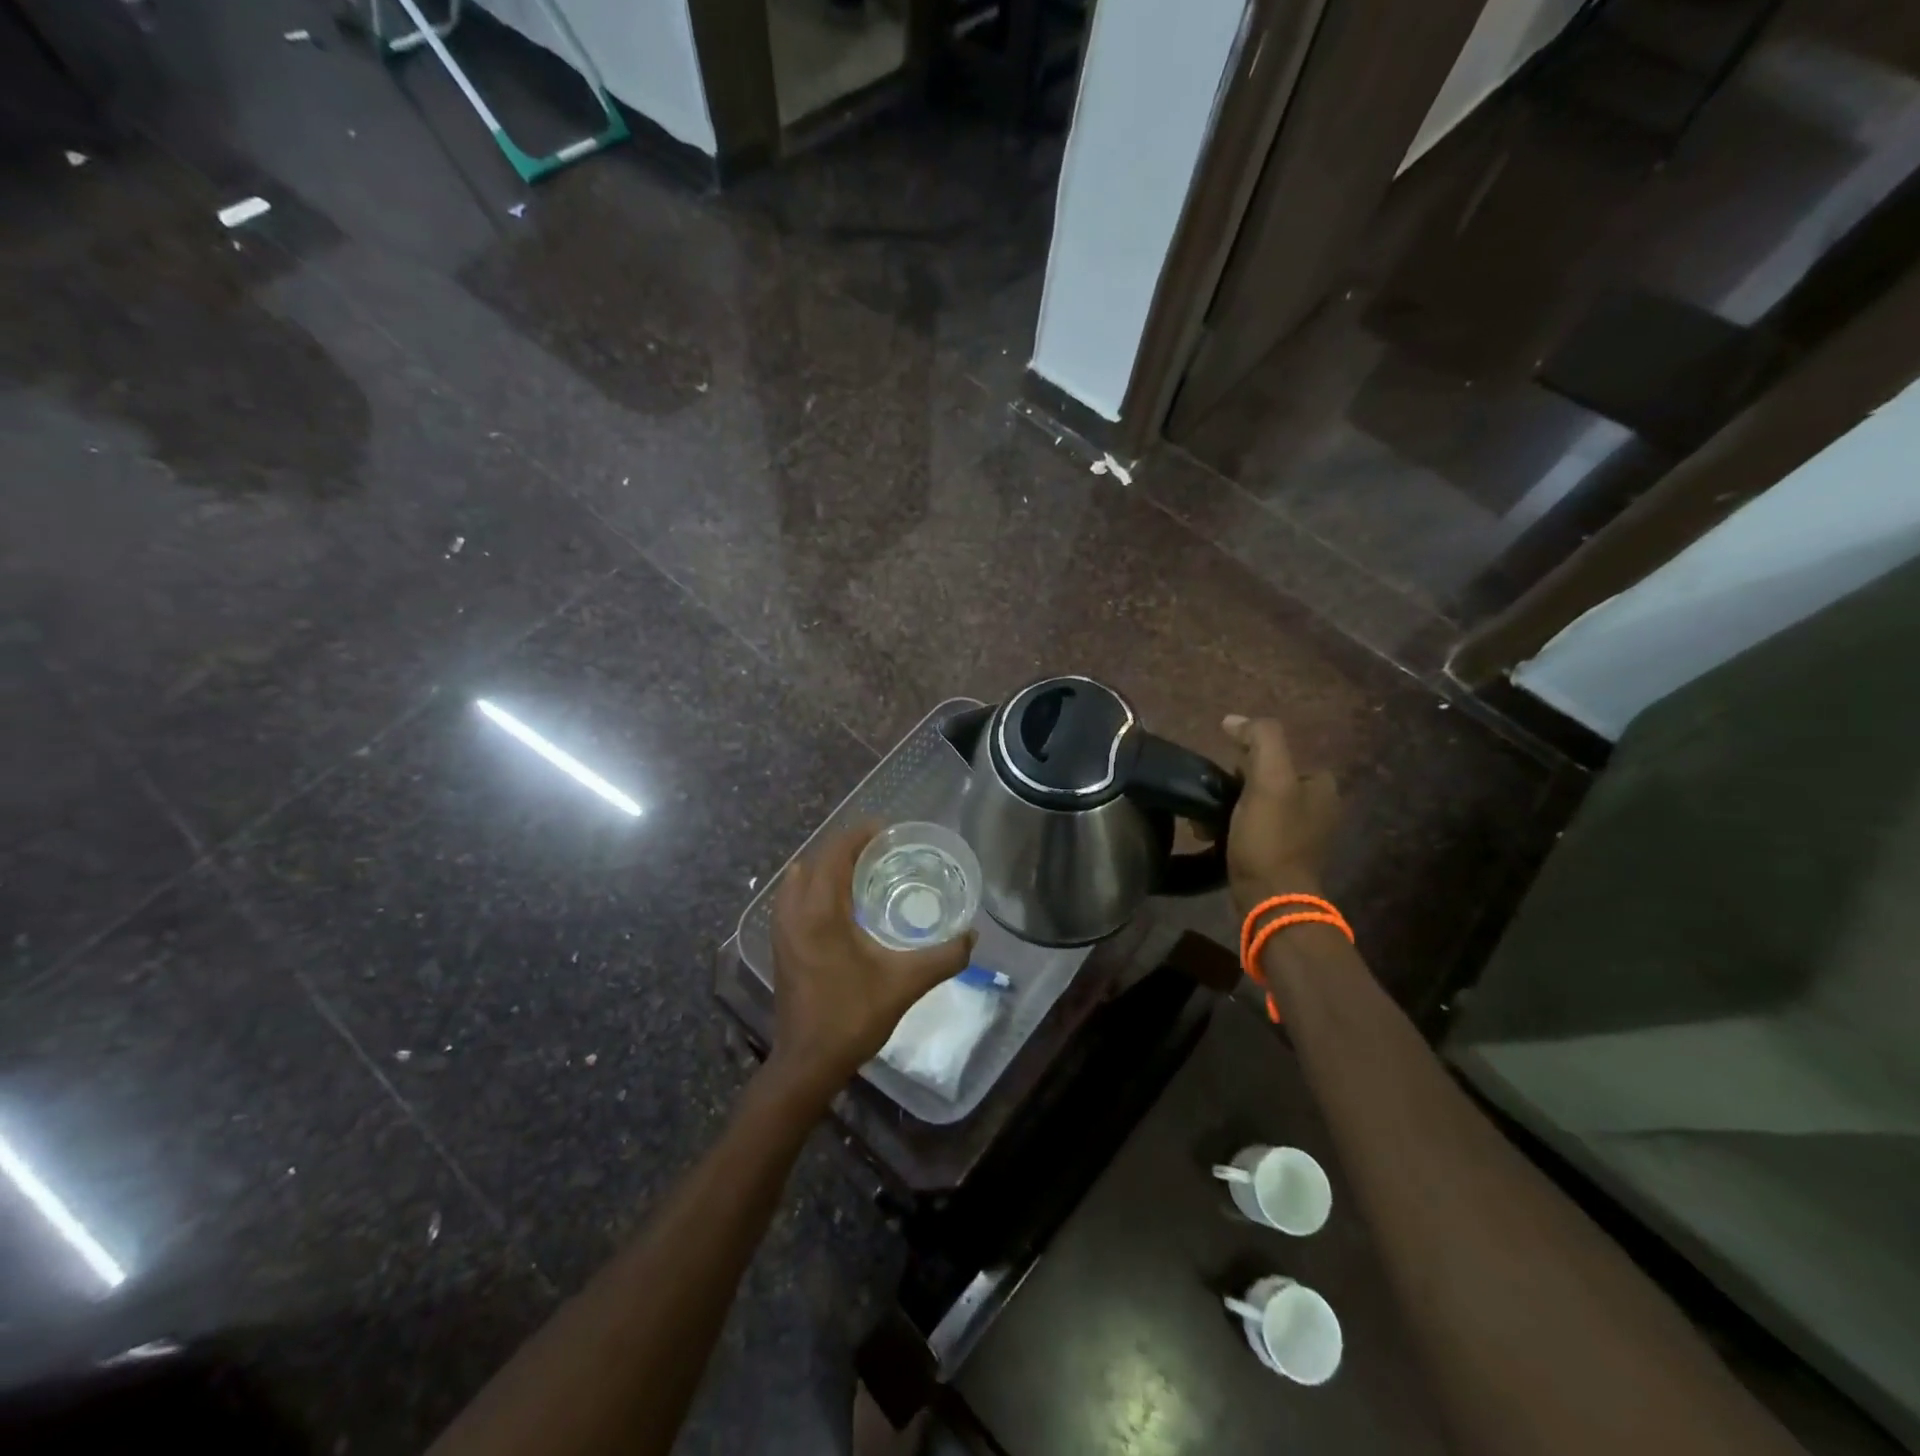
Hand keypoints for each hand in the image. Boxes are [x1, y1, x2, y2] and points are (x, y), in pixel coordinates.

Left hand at [766, 825, 976, 1103]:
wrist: (808, 1063)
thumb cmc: (853, 1017)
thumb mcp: (905, 984)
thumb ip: (943, 957)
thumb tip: (972, 935)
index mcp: (820, 912)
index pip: (835, 854)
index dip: (859, 835)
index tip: (886, 829)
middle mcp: (795, 912)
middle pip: (817, 860)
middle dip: (846, 847)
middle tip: (881, 849)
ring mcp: (782, 929)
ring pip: (800, 878)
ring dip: (827, 866)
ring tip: (861, 870)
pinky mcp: (781, 945)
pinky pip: (794, 898)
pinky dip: (814, 886)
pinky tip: (840, 904)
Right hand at [1220, 715, 1340, 916]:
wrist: (1270, 900)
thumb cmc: (1270, 838)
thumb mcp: (1269, 780)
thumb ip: (1260, 740)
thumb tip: (1234, 720)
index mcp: (1322, 787)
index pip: (1280, 754)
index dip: (1249, 757)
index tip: (1227, 770)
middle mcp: (1316, 809)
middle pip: (1265, 780)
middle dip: (1233, 784)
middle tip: (1211, 795)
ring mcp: (1299, 836)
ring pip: (1254, 805)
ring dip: (1226, 807)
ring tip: (1203, 819)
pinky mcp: (1279, 858)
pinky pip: (1251, 830)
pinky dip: (1230, 829)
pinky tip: (1210, 835)